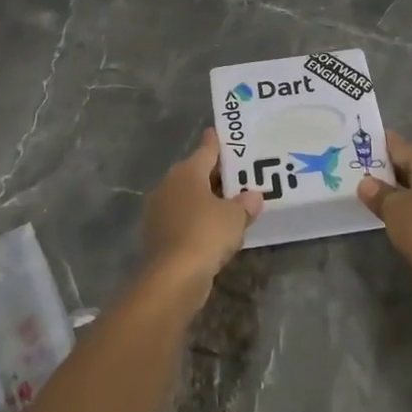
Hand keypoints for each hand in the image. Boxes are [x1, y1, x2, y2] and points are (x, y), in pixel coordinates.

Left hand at [143, 128, 263, 291]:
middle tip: (239, 173)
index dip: (217, 142)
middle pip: (196, 172)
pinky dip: (198, 219)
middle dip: (216, 174)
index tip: (223, 133)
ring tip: (231, 201)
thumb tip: (252, 196)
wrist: (172, 278)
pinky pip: (184, 218)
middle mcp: (169, 185)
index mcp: (187, 172)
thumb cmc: (206, 234)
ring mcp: (160, 210)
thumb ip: (245, 202)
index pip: (206, 150)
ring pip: (189, 196)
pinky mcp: (158, 234)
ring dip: (207, 198)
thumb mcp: (235, 216)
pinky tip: (215, 228)